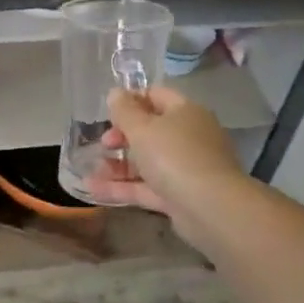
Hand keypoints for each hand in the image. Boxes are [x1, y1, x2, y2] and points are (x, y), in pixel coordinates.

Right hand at [83, 85, 245, 218]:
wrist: (212, 209)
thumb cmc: (174, 156)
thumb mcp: (142, 128)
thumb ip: (124, 110)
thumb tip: (115, 93)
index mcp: (185, 112)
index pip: (156, 95)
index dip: (130, 100)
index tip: (108, 111)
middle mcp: (189, 136)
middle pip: (151, 130)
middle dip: (122, 137)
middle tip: (104, 144)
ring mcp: (187, 168)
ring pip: (148, 161)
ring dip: (119, 165)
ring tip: (92, 171)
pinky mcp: (181, 196)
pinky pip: (148, 186)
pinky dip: (124, 187)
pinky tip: (95, 190)